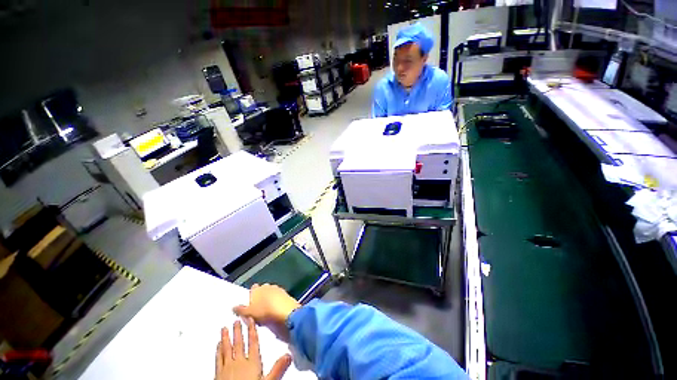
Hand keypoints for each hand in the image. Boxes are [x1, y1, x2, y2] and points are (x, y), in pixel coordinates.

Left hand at [215, 318, 291, 379]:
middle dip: (238, 332)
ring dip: (226, 338)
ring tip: (224, 328)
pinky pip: (218, 359)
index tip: (250, 320)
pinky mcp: (218, 374)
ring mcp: (227, 368)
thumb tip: (289, 355)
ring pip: (227, 349)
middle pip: (239, 344)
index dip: (252, 331)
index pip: (253, 344)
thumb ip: (277, 369)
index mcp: (252, 363)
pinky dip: (218, 350)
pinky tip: (217, 345)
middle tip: (236, 320)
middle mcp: (239, 362)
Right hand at [233, 284, 300, 341]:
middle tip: (259, 307)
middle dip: (261, 295)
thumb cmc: (264, 311)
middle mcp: (267, 286)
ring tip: (268, 308)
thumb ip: (241, 310)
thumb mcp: (249, 313)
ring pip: (271, 291)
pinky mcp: (284, 292)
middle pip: (262, 289)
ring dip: (269, 297)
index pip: (253, 288)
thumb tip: (233, 307)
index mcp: (257, 289)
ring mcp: (276, 288)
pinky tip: (276, 307)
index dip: (251, 294)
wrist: (284, 309)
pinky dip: (277, 300)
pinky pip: (278, 295)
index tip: (251, 302)